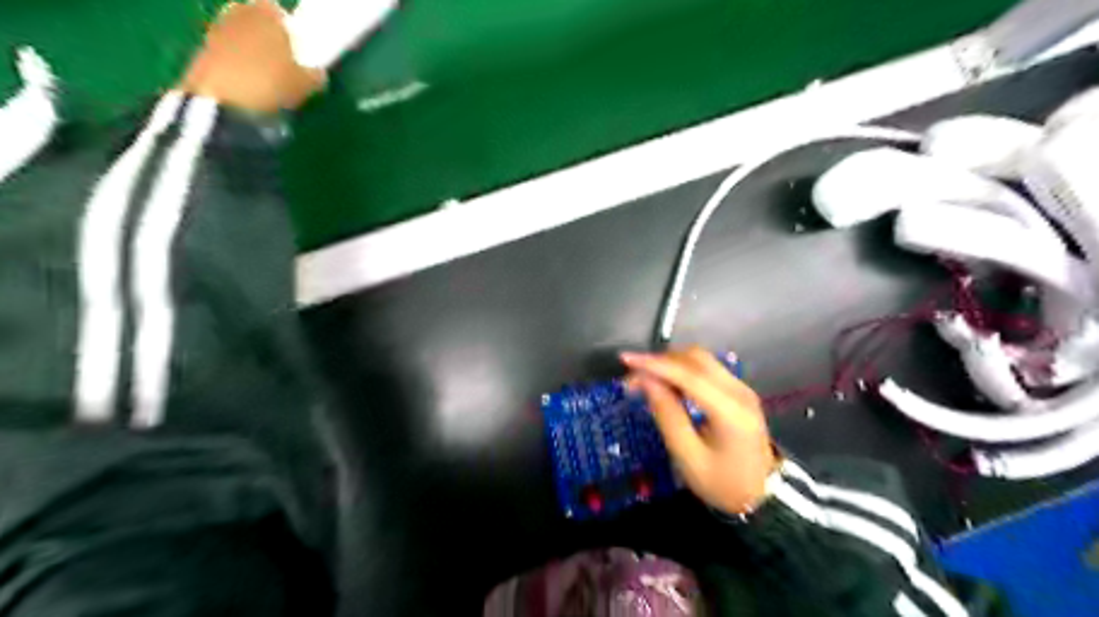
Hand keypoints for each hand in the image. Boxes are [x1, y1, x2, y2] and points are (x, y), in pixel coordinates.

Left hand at [178, 0, 324, 113]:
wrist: (224, 102)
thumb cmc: (273, 83)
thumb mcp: (308, 84)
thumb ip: (315, 74)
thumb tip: (316, 73)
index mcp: (266, 11)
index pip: (279, 12)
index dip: (288, 30)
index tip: (296, 50)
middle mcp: (237, 12)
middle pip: (255, 23)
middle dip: (266, 39)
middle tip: (281, 65)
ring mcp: (214, 30)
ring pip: (239, 39)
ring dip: (249, 55)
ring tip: (265, 82)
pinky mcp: (199, 51)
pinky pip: (225, 57)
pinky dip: (235, 69)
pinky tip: (247, 90)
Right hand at [623, 346, 775, 516]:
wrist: (763, 498)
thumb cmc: (722, 484)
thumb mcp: (688, 457)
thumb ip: (668, 416)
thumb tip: (646, 381)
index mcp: (731, 412)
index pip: (689, 376)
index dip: (655, 365)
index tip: (626, 360)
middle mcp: (740, 392)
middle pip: (696, 359)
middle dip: (660, 362)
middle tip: (633, 379)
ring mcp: (741, 389)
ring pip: (701, 360)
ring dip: (670, 364)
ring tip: (645, 381)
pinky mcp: (738, 391)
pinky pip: (706, 370)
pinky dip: (682, 371)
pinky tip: (666, 384)